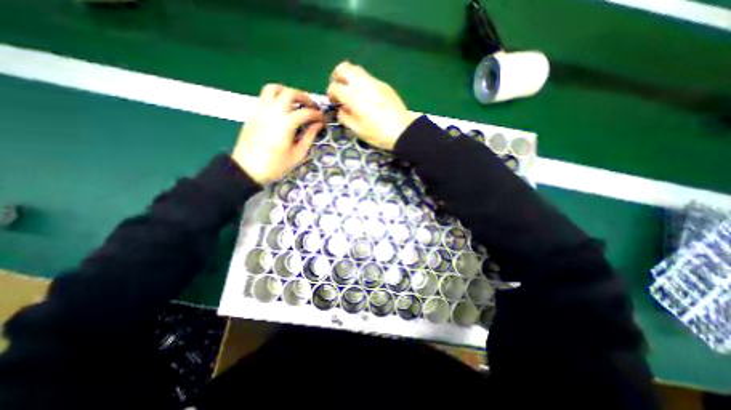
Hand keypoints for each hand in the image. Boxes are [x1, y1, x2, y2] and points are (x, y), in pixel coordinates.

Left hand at [232, 83, 323, 183]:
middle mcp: (273, 111)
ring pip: (275, 88)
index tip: (323, 120)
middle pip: (291, 93)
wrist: (247, 168)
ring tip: (296, 103)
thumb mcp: (298, 154)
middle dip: (305, 98)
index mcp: (286, 123)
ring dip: (288, 92)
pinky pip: (265, 95)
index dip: (318, 115)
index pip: (306, 112)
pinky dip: (277, 96)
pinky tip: (282, 108)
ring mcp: (261, 109)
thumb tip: (318, 124)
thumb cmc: (276, 165)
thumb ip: (309, 136)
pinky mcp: (253, 111)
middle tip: (312, 107)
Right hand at [327, 60, 416, 149]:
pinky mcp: (384, 85)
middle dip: (337, 76)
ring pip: (357, 70)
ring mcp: (375, 82)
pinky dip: (362, 83)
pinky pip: (369, 78)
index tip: (334, 102)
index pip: (335, 87)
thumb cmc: (377, 134)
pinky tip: (367, 97)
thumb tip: (341, 109)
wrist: (402, 131)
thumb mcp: (358, 130)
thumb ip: (345, 117)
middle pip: (344, 68)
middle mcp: (362, 84)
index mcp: (353, 96)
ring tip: (353, 93)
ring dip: (350, 78)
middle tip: (340, 89)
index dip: (331, 93)